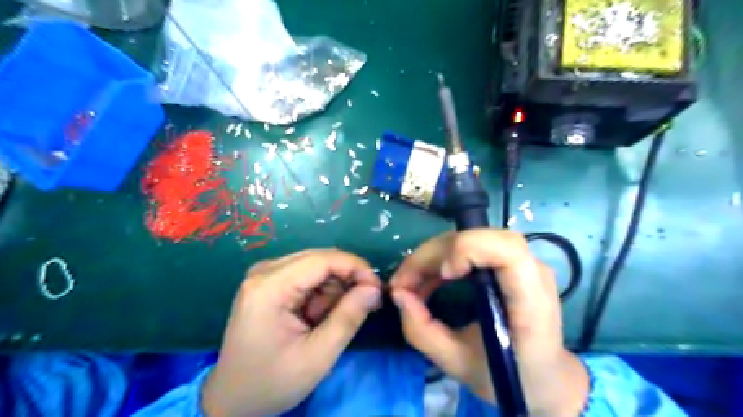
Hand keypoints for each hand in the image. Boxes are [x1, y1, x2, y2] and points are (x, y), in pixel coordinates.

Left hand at [200, 249, 379, 415]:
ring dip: (332, 291)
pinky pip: (306, 276)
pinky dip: (320, 294)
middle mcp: (264, 271)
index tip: (378, 289)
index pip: (323, 259)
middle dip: (345, 280)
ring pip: (316, 267)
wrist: (233, 400)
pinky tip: (316, 317)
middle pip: (320, 260)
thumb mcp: (318, 356)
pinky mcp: (269, 283)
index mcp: (270, 286)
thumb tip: (374, 288)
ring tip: (328, 322)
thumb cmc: (272, 382)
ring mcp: (265, 275)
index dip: (356, 267)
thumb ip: (348, 317)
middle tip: (363, 306)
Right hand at [389, 232, 586, 415]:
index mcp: (530, 303)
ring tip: (410, 282)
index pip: (508, 251)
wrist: (544, 377)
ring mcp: (522, 264)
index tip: (443, 274)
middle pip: (480, 238)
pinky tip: (427, 280)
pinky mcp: (509, 263)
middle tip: (403, 282)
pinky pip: (470, 248)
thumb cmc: (507, 376)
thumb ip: (422, 331)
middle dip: (434, 254)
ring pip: (471, 237)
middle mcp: (532, 273)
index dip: (469, 249)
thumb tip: (397, 293)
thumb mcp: (457, 363)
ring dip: (434, 255)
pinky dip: (442, 259)